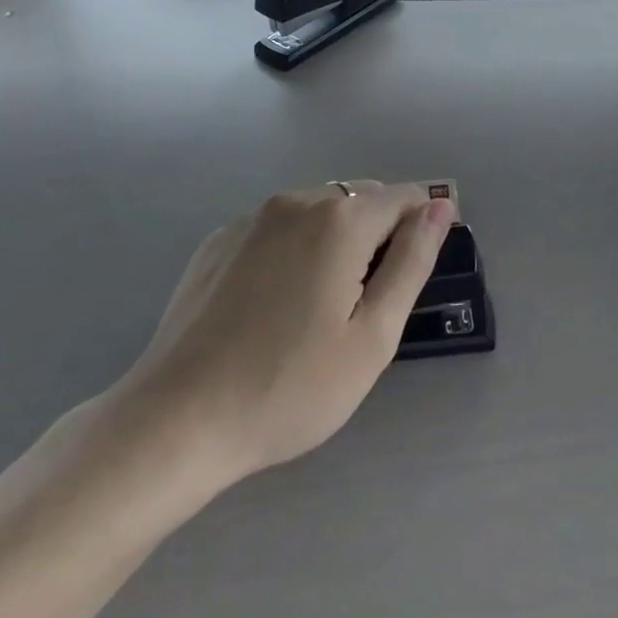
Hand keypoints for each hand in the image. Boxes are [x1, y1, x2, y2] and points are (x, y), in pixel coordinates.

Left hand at [119, 182, 454, 482]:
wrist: (177, 421)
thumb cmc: (291, 387)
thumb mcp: (373, 335)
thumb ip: (411, 261)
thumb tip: (440, 207)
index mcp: (340, 220)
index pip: (405, 196)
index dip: (423, 226)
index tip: (416, 273)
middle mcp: (295, 201)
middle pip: (360, 198)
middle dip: (379, 234)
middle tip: (367, 304)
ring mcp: (250, 219)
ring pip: (317, 210)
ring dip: (336, 239)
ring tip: (320, 306)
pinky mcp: (218, 241)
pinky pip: (276, 228)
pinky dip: (294, 248)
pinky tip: (275, 303)